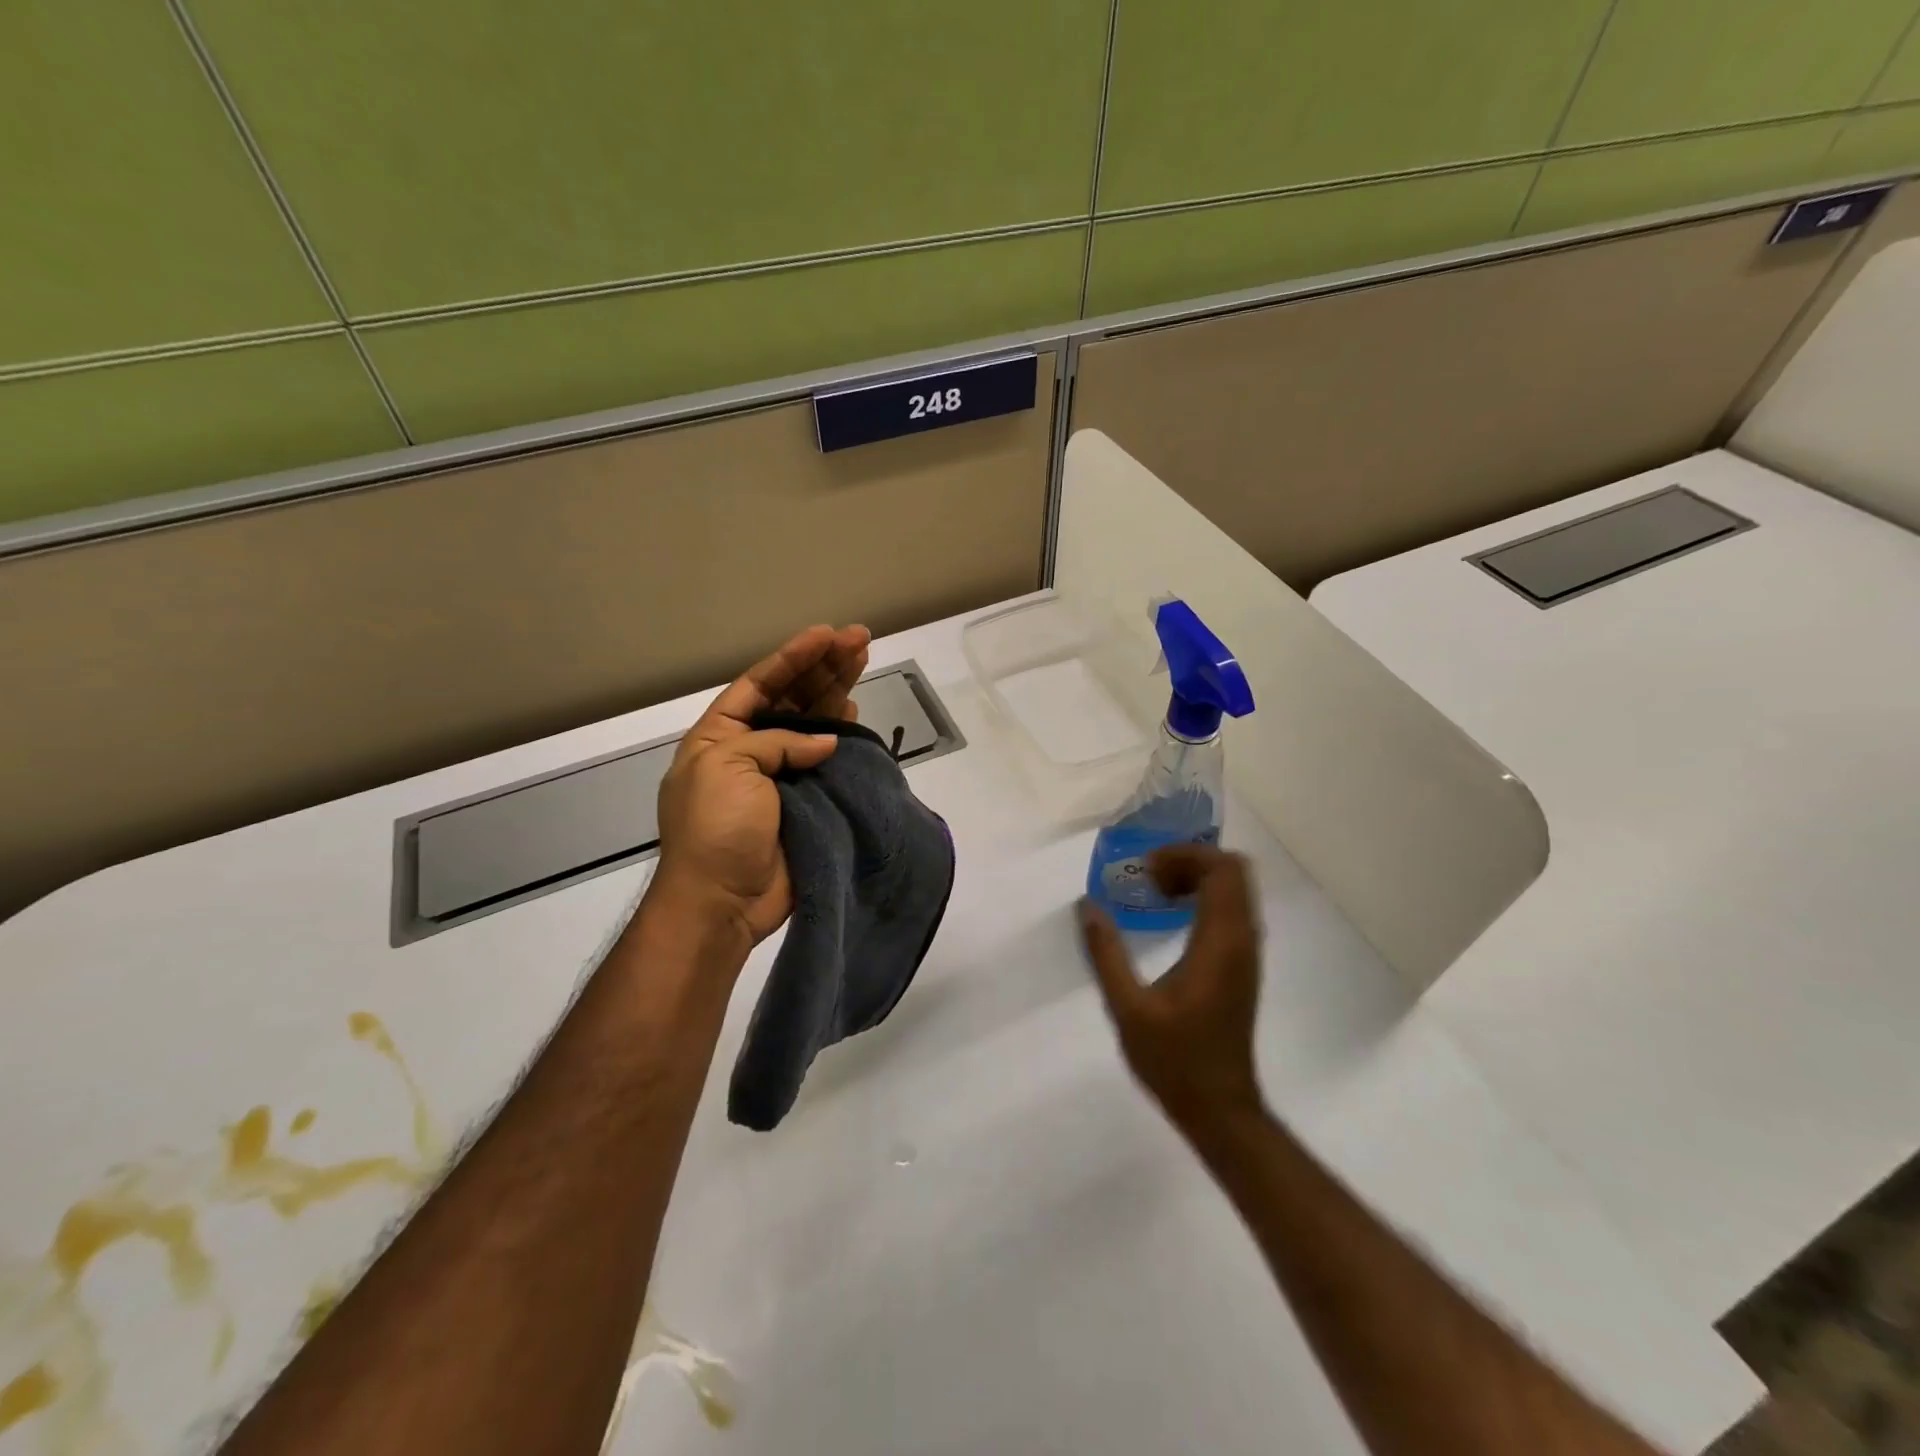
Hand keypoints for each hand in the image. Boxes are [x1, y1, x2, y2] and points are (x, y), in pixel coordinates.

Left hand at [653, 624, 871, 946]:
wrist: (723, 900)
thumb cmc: (716, 827)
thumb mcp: (729, 767)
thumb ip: (778, 742)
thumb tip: (826, 743)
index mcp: (720, 736)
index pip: (760, 683)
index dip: (793, 657)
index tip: (826, 634)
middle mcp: (751, 749)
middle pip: (792, 696)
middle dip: (823, 665)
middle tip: (859, 638)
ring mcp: (780, 775)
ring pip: (814, 722)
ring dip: (837, 690)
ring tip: (863, 658)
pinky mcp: (806, 800)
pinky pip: (828, 759)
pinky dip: (843, 734)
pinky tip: (856, 709)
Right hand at [1078, 846, 1265, 1130]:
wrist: (1220, 1108)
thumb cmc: (1175, 1059)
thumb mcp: (1128, 1008)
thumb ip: (1106, 953)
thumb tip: (1086, 907)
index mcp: (1219, 943)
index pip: (1222, 870)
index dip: (1186, 855)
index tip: (1146, 869)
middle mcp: (1241, 940)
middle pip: (1233, 871)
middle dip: (1191, 861)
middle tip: (1149, 876)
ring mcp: (1246, 953)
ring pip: (1236, 890)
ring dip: (1198, 878)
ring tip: (1155, 891)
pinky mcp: (1242, 966)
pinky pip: (1232, 910)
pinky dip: (1205, 898)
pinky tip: (1170, 917)